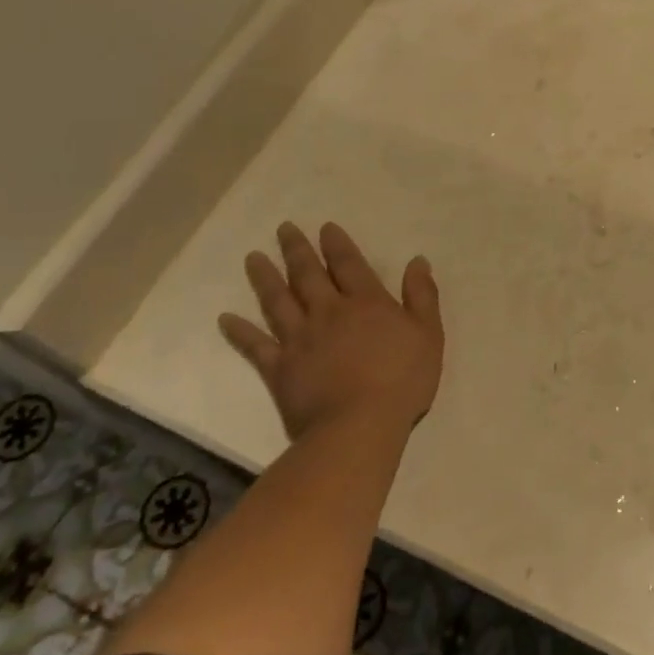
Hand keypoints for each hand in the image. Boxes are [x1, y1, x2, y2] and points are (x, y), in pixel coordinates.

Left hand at [219, 222, 442, 440]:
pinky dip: (240, 332)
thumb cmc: (402, 380)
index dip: (337, 244)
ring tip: (252, 258)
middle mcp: (328, 312)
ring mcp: (300, 339)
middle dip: (296, 250)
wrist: (360, 426)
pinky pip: (255, 346)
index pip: (349, 264)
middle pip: (308, 275)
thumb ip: (422, 295)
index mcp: (366, 303)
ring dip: (265, 278)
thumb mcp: (428, 334)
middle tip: (283, 229)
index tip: (324, 228)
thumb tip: (417, 260)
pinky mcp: (280, 369)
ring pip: (278, 301)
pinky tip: (225, 319)